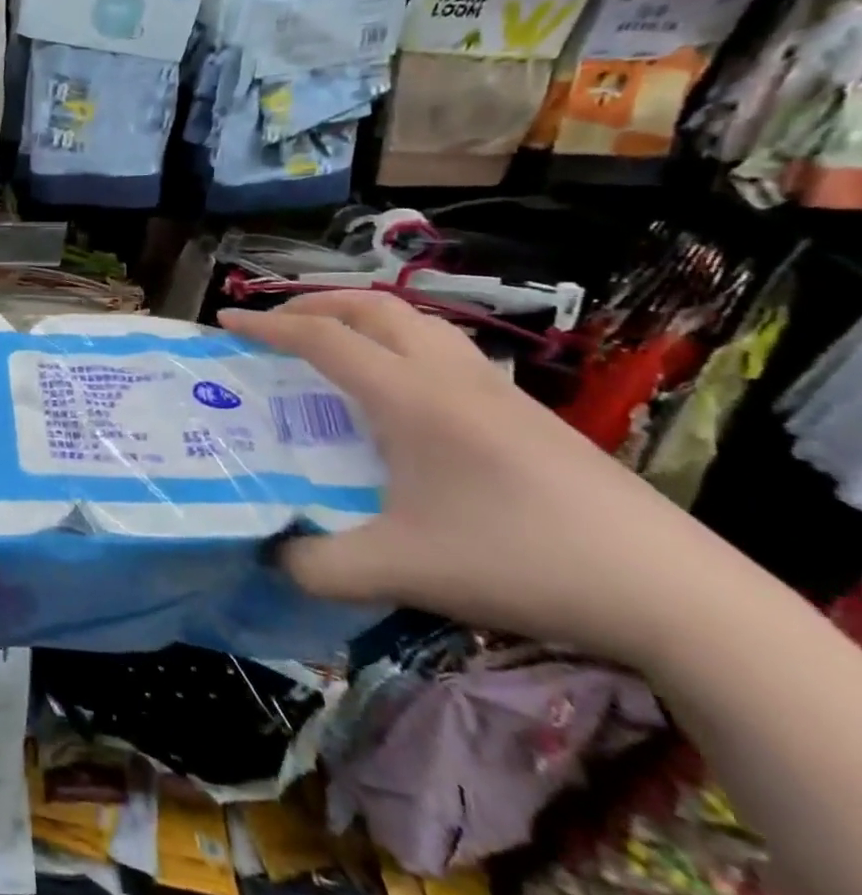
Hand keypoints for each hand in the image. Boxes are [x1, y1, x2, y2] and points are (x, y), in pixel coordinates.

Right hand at [221, 292, 724, 664]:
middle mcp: (449, 376)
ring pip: (418, 322)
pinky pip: (448, 350)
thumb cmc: (517, 559)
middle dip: (315, 305)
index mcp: (409, 397)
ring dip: (365, 318)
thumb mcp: (400, 570)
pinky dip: (405, 343)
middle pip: (373, 308)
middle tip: (278, 325)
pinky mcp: (529, 414)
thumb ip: (318, 566)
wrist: (668, 589)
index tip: (226, 321)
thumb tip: (271, 556)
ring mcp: (496, 390)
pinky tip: (407, 392)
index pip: (323, 338)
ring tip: (336, 344)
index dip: (267, 325)